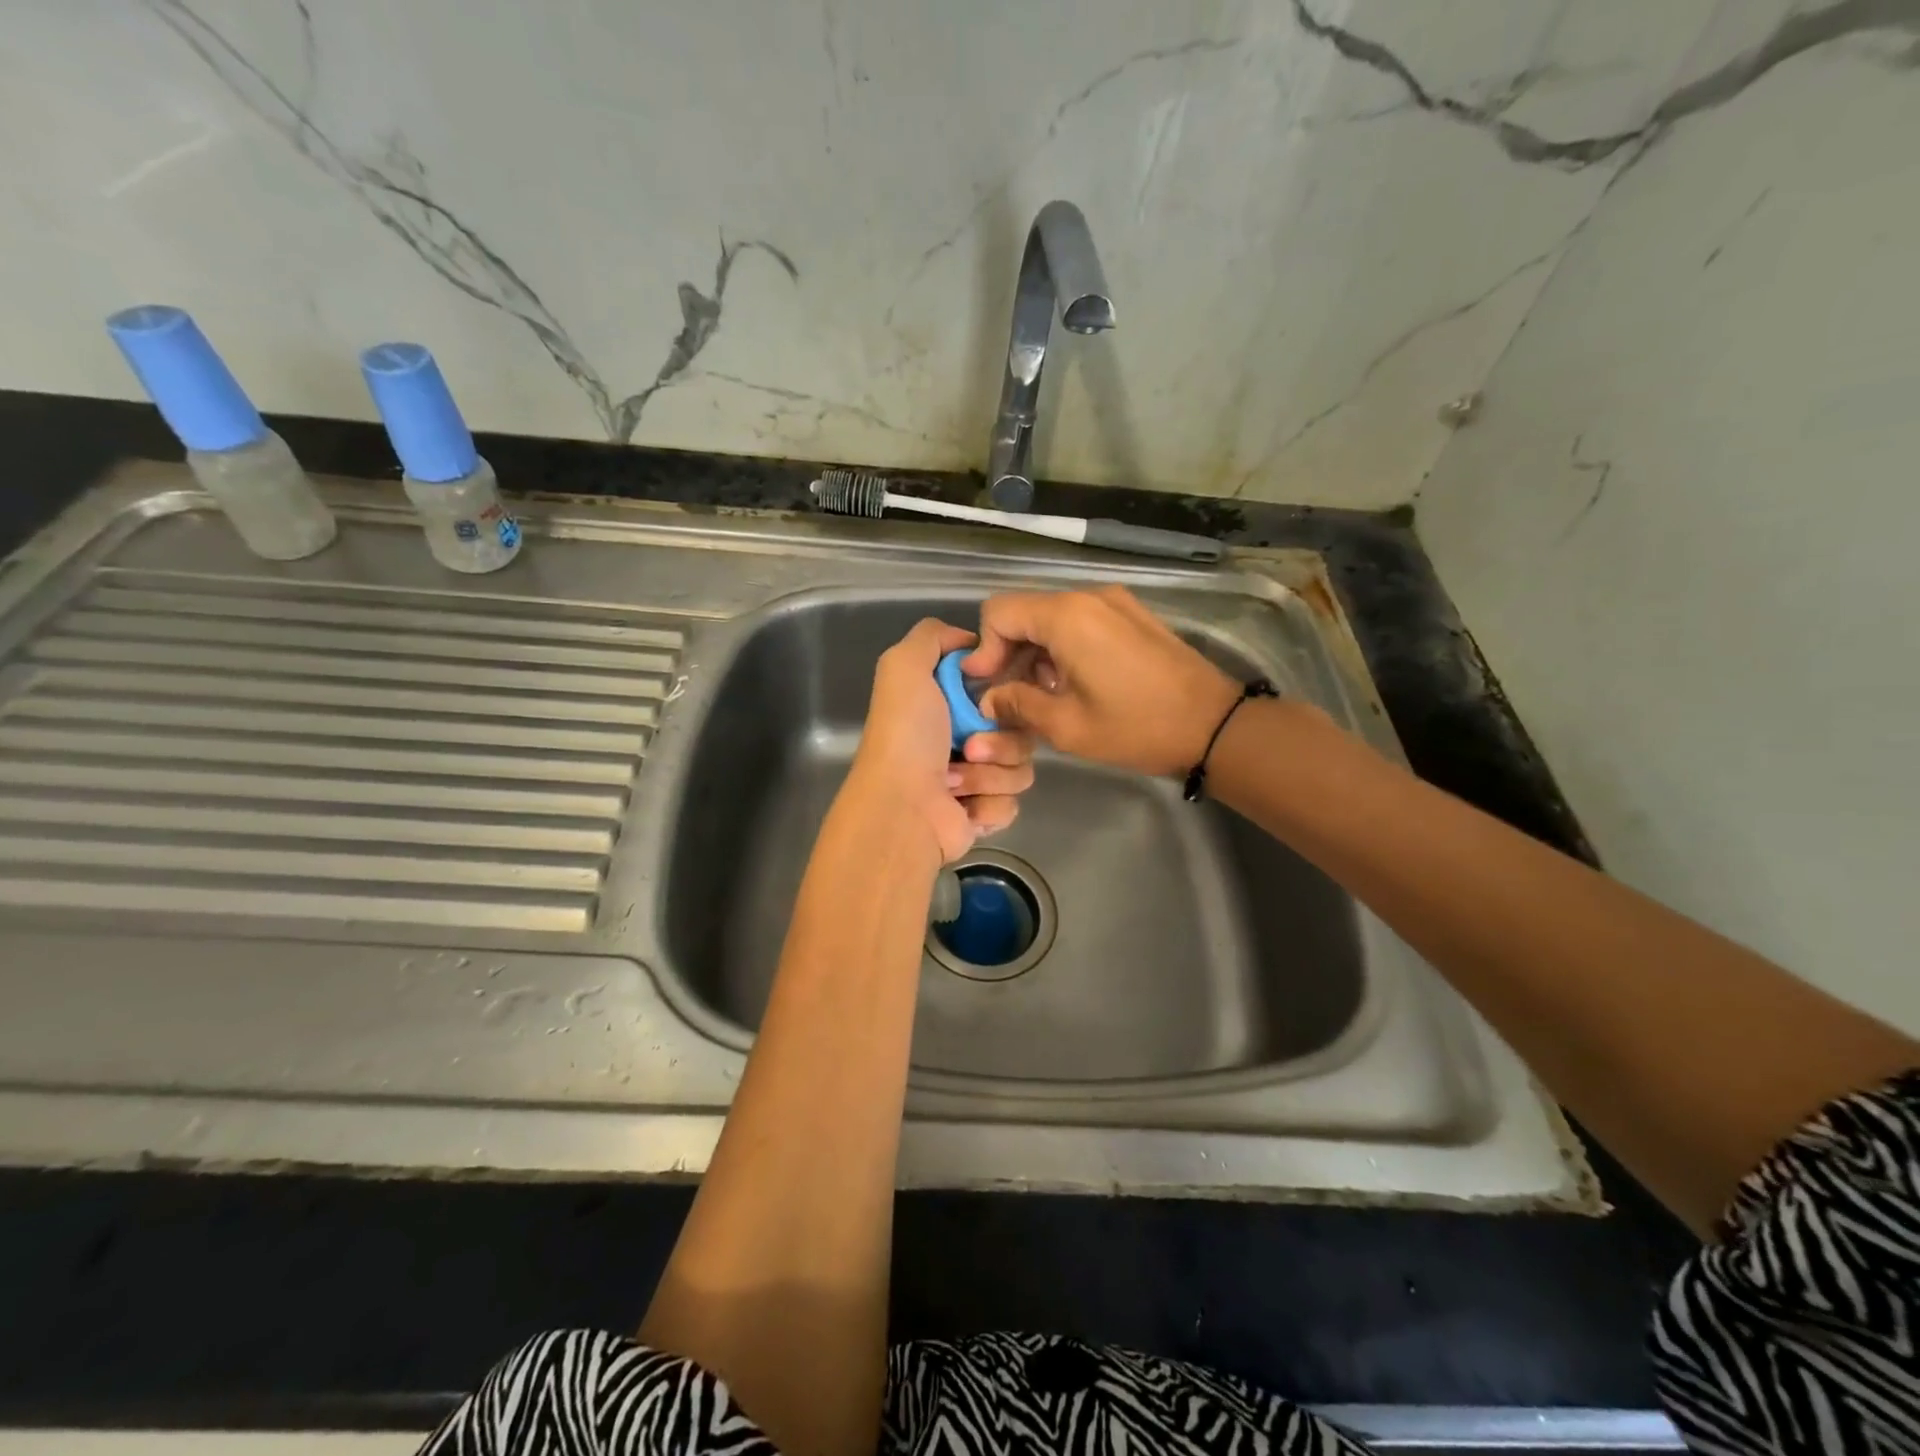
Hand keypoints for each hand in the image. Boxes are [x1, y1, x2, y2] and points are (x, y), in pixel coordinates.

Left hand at [844, 618, 1036, 863]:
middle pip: (1019, 730)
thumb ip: (932, 636)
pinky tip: (962, 805)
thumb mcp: (904, 666)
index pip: (1000, 692)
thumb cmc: (906, 735)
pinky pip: (1013, 801)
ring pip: (1021, 767)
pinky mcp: (983, 815)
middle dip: (1001, 738)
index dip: (1004, 693)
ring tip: (955, 780)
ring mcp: (974, 780)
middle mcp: (961, 741)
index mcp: (945, 707)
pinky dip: (989, 803)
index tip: (993, 699)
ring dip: (991, 773)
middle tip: (971, 746)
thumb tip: (969, 642)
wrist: (903, 807)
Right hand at [963, 586, 1238, 777]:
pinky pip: (1081, 622)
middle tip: (1007, 695)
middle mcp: (1089, 597)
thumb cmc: (1136, 727)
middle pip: (1025, 612)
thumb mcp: (1066, 725)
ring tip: (1040, 695)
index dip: (984, 648)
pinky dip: (1062, 647)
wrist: (1214, 725)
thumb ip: (1017, 704)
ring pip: (1052, 617)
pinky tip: (1071, 683)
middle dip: (1007, 652)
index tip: (984, 685)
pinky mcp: (1133, 616)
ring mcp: (1115, 603)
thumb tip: (988, 699)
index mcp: (1067, 617)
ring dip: (1035, 652)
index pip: (999, 612)